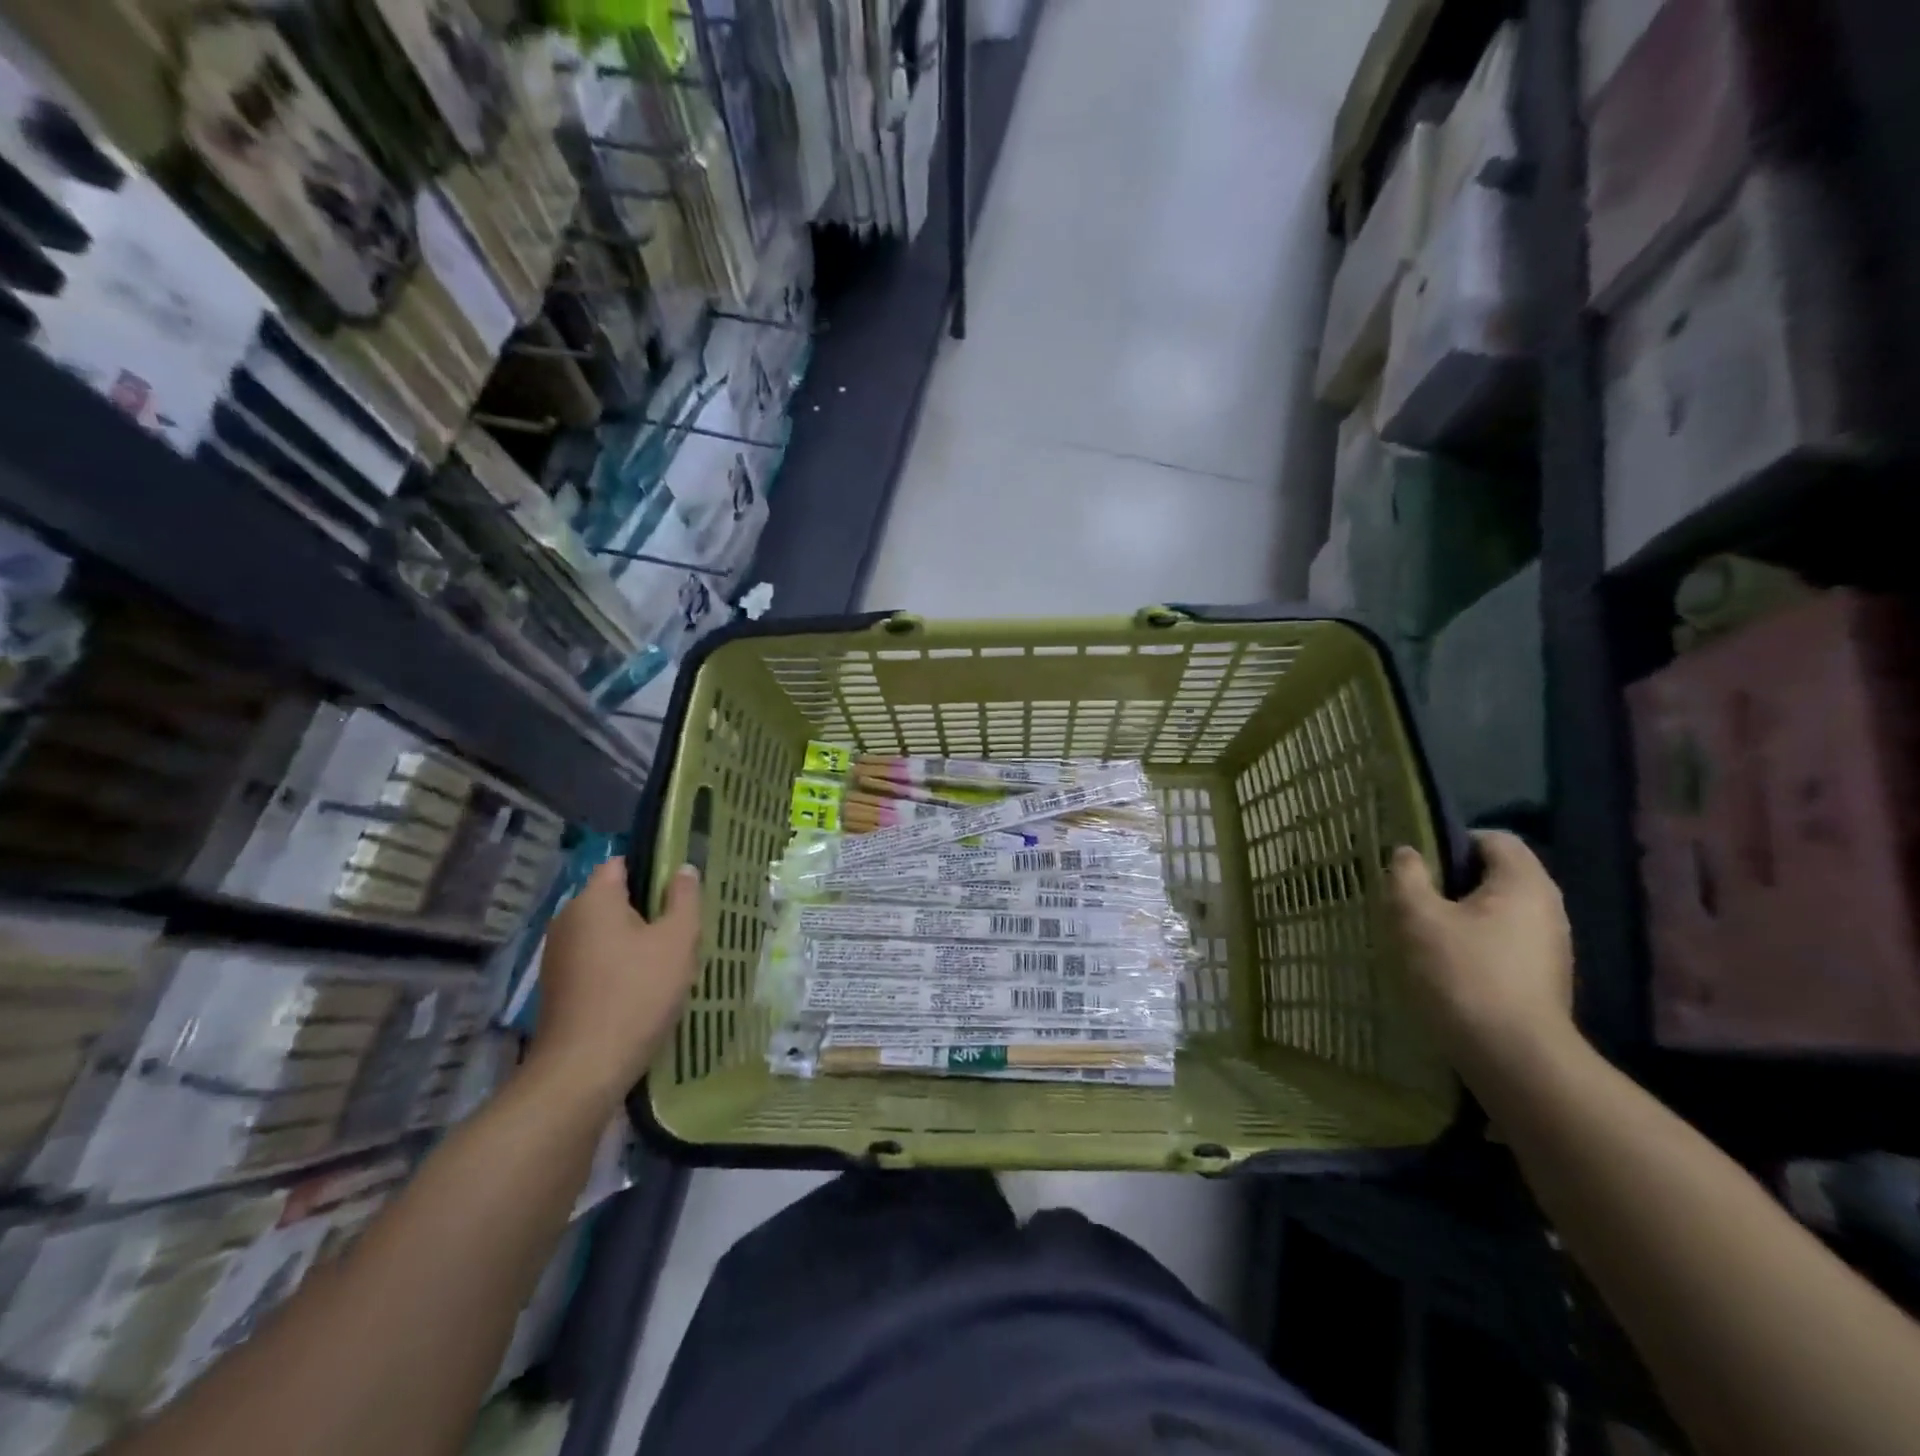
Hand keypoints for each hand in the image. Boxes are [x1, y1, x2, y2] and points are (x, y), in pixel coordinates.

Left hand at [526, 859, 701, 1107]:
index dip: (652, 869)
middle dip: (648, 910)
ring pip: (605, 932)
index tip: (680, 891)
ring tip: (666, 963)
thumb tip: (684, 869)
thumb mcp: (677, 941)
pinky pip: (595, 959)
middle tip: (682, 932)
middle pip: (614, 898)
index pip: (621, 863)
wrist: (583, 1069)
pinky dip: (617, 966)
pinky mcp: (557, 986)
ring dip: (634, 941)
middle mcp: (568, 919)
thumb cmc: (637, 993)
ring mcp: (558, 954)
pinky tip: (641, 989)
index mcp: (593, 899)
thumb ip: (684, 899)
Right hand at [1388, 830, 1576, 1075]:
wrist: (1513, 1057)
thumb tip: (1408, 853)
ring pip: (1498, 911)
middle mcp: (1547, 908)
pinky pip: (1503, 942)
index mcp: (1524, 882)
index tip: (1418, 865)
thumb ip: (1407, 876)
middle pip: (1496, 875)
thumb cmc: (1462, 973)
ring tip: (1422, 933)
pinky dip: (1474, 944)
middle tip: (1412, 897)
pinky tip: (1444, 965)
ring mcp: (1550, 947)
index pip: (1494, 839)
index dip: (1452, 842)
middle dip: (1451, 881)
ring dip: (1460, 915)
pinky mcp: (1542, 978)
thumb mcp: (1416, 917)